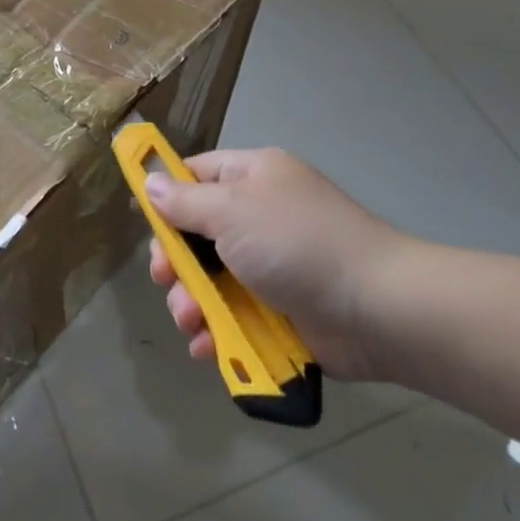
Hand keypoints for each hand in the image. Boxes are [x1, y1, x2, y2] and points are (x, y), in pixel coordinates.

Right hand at [145, 148, 412, 381]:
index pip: (196, 174)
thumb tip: (151, 184)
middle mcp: (260, 216)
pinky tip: (207, 346)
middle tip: (165, 280)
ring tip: (190, 322)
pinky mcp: (280, 309)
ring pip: (211, 280)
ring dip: (191, 302)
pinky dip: (217, 330)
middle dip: (175, 261)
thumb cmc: (296, 244)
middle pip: (197, 233)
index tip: (144, 222)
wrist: (375, 308)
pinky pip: (234, 314)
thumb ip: (185, 201)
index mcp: (253, 178)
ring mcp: (271, 265)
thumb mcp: (231, 211)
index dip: (166, 195)